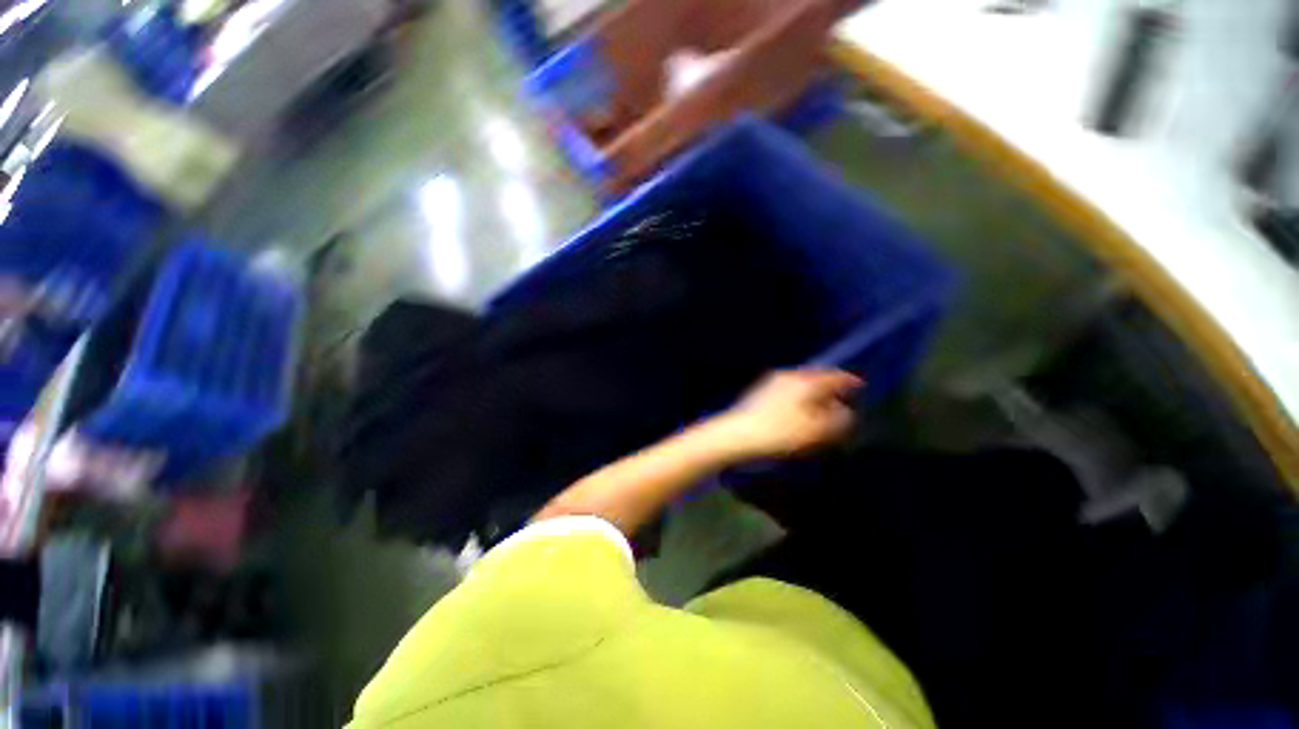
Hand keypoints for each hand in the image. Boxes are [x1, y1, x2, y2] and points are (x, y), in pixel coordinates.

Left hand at [707, 368, 861, 460]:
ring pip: (801, 384)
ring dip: (814, 394)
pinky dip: (800, 398)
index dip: (849, 381)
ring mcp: (772, 382)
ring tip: (821, 409)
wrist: (737, 434)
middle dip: (830, 389)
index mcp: (805, 381)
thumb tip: (846, 411)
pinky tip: (798, 411)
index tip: (859, 386)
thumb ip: (838, 420)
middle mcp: (789, 375)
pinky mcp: (760, 392)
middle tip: (841, 400)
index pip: (834, 375)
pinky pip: (789, 390)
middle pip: (816, 378)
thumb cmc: (780, 432)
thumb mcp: (816, 430)